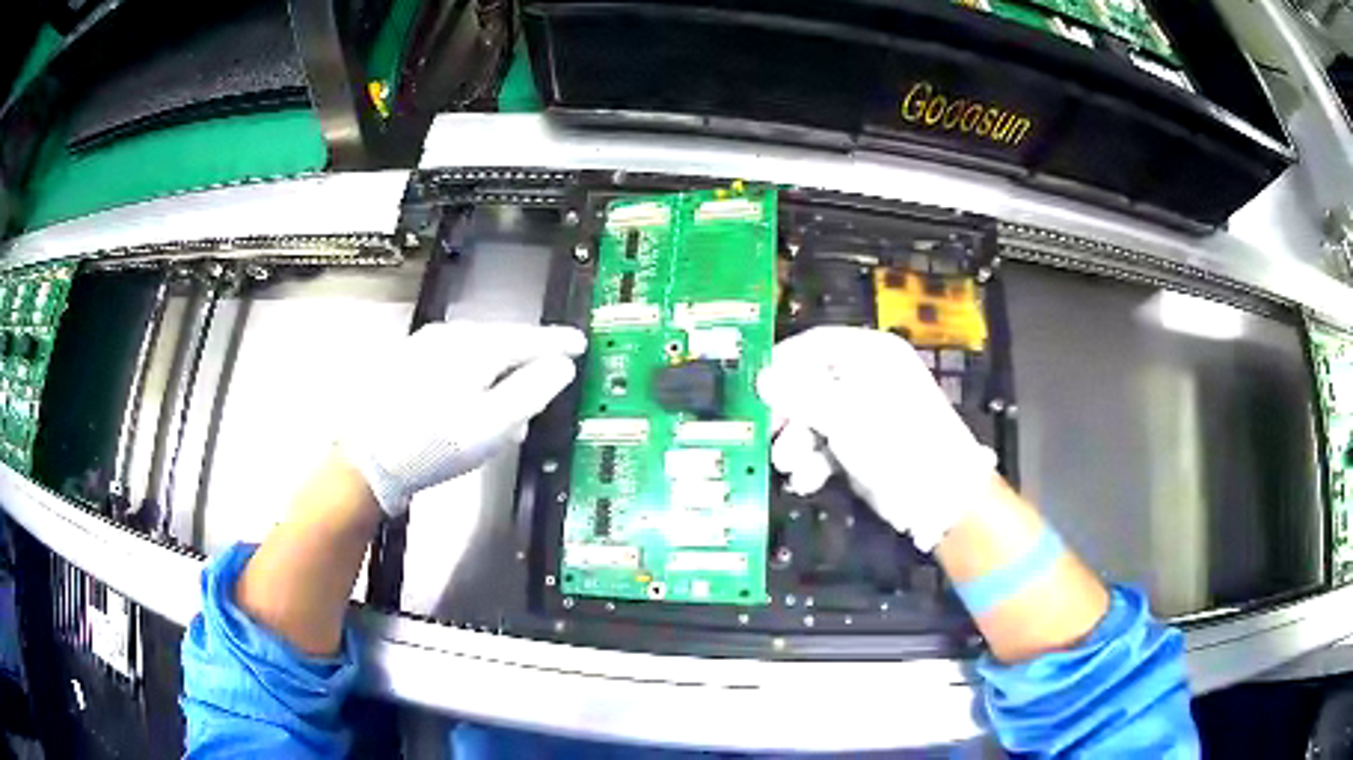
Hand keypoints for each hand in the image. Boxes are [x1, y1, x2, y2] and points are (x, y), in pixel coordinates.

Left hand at [340, 321, 585, 515]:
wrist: (365, 459)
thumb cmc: (432, 445)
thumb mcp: (492, 425)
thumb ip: (532, 391)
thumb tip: (560, 367)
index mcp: (474, 346)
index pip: (529, 338)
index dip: (559, 342)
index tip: (580, 344)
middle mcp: (449, 336)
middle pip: (502, 342)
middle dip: (526, 362)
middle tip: (545, 386)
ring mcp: (423, 347)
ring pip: (477, 352)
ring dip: (498, 374)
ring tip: (506, 407)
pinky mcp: (407, 363)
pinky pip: (454, 362)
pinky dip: (472, 378)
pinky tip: (469, 403)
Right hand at [756, 327, 996, 550]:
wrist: (940, 497)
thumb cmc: (896, 442)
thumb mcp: (844, 414)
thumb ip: (799, 394)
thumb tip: (761, 377)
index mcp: (871, 355)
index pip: (816, 344)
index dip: (783, 362)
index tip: (755, 386)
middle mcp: (868, 378)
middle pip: (811, 384)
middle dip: (788, 413)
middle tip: (766, 433)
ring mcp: (866, 415)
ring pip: (816, 420)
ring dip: (797, 443)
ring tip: (788, 466)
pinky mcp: (864, 448)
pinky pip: (828, 446)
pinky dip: (815, 462)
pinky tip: (808, 481)